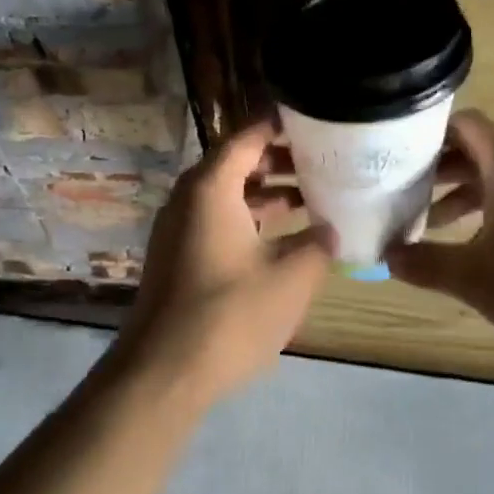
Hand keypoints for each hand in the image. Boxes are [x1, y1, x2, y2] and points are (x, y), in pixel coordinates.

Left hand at [114, 122, 334, 406]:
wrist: (163, 372)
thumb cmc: (230, 315)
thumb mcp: (292, 278)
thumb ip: (318, 245)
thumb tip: (330, 230)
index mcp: (210, 188)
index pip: (247, 137)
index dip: (281, 126)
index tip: (316, 120)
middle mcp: (188, 200)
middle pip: (235, 164)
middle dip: (279, 162)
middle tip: (323, 163)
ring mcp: (177, 231)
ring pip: (226, 197)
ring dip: (266, 196)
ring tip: (311, 199)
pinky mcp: (177, 260)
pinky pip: (216, 224)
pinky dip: (249, 222)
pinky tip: (281, 241)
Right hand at [386, 110, 493, 351]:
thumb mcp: (471, 278)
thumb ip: (424, 263)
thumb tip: (386, 256)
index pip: (467, 124)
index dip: (431, 134)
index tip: (400, 154)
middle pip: (483, 151)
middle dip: (443, 171)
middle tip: (408, 195)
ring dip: (470, 195)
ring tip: (438, 226)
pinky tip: (486, 247)